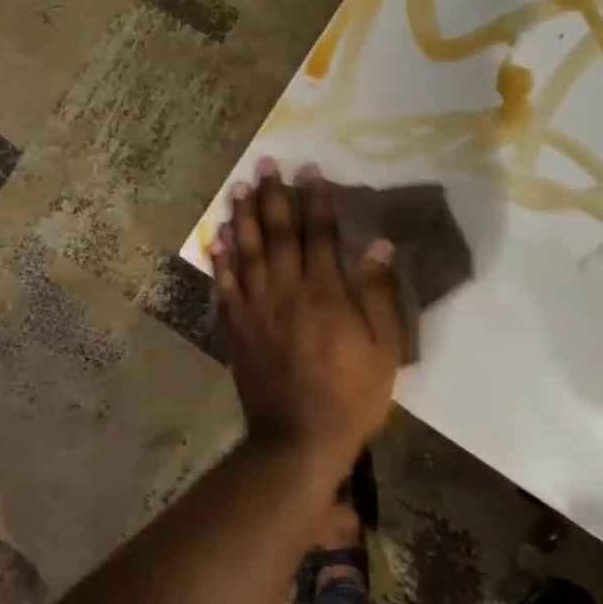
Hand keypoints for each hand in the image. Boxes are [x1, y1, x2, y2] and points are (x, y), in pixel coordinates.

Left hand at [210, 160, 403, 464]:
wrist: (299, 439)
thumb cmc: (352, 396)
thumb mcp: (385, 349)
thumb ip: (378, 294)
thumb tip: (378, 245)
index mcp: (325, 293)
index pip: (319, 234)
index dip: (315, 200)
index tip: (308, 170)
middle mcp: (286, 291)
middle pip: (278, 234)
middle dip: (273, 196)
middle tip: (264, 164)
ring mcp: (256, 310)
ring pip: (247, 253)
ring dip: (243, 218)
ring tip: (238, 188)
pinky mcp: (237, 330)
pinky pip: (225, 288)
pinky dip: (221, 261)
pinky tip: (218, 240)